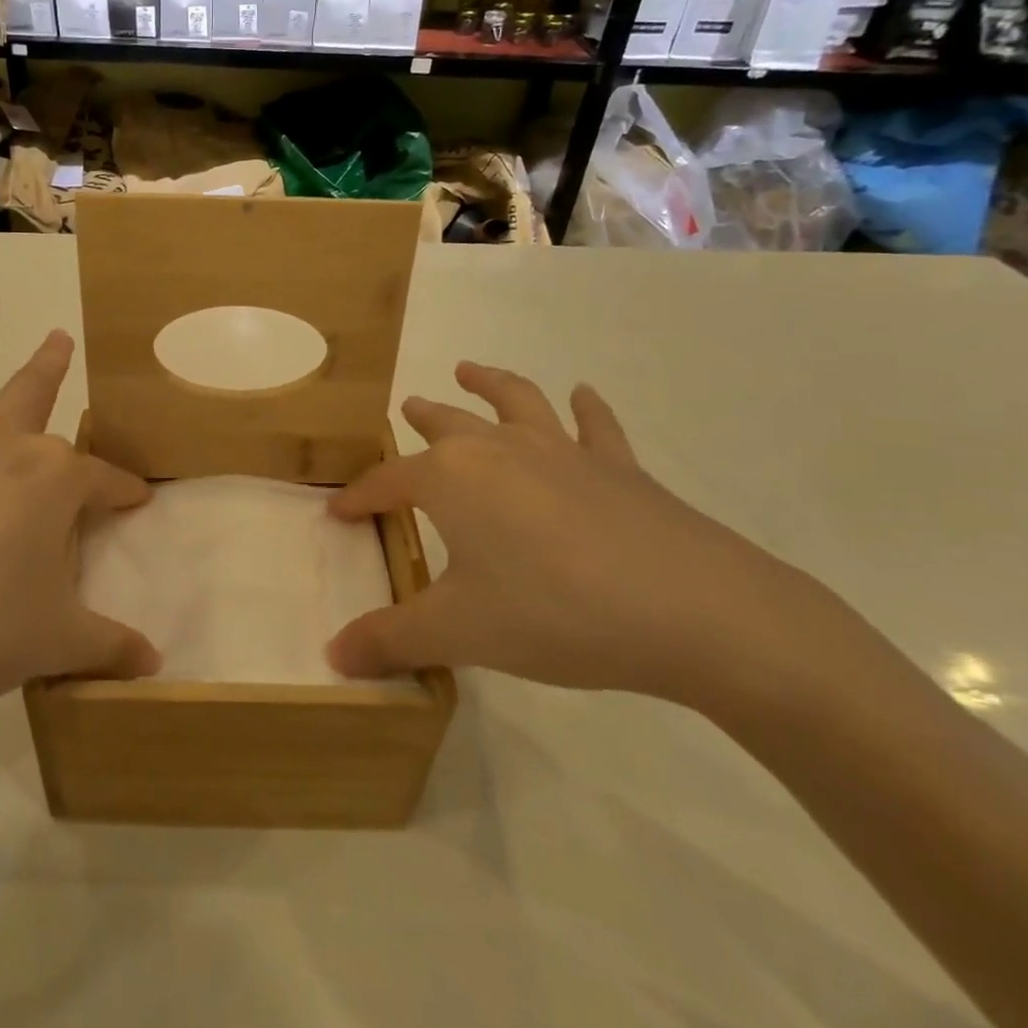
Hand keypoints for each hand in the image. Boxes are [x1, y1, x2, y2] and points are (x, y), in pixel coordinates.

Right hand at [326, 363, 851, 713]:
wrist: (693, 612)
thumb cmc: (554, 614)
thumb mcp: (458, 633)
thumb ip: (390, 640)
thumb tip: (334, 657)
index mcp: (452, 478)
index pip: (388, 482)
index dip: (360, 497)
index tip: (339, 512)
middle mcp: (500, 449)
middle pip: (448, 425)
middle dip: (422, 418)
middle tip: (407, 408)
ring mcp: (564, 451)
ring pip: (515, 402)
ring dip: (489, 383)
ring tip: (469, 370)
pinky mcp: (618, 467)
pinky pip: (595, 426)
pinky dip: (586, 408)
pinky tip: (583, 394)